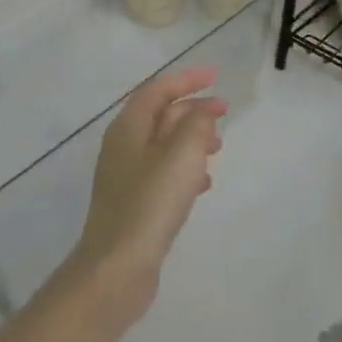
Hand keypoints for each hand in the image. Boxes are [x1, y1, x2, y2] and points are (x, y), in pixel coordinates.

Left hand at [66, 65, 226, 329]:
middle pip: (159, 116)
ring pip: (163, 145)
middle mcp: (123, 147)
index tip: (214, 76)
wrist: (117, 266)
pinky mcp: (134, 204)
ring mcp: (126, 177)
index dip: (186, 79)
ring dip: (191, 139)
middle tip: (224, 112)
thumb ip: (196, 124)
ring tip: (218, 146)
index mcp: (128, 129)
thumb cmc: (150, 203)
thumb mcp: (181, 155)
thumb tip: (203, 110)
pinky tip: (203, 183)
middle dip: (191, 109)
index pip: (157, 91)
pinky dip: (185, 169)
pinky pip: (163, 173)